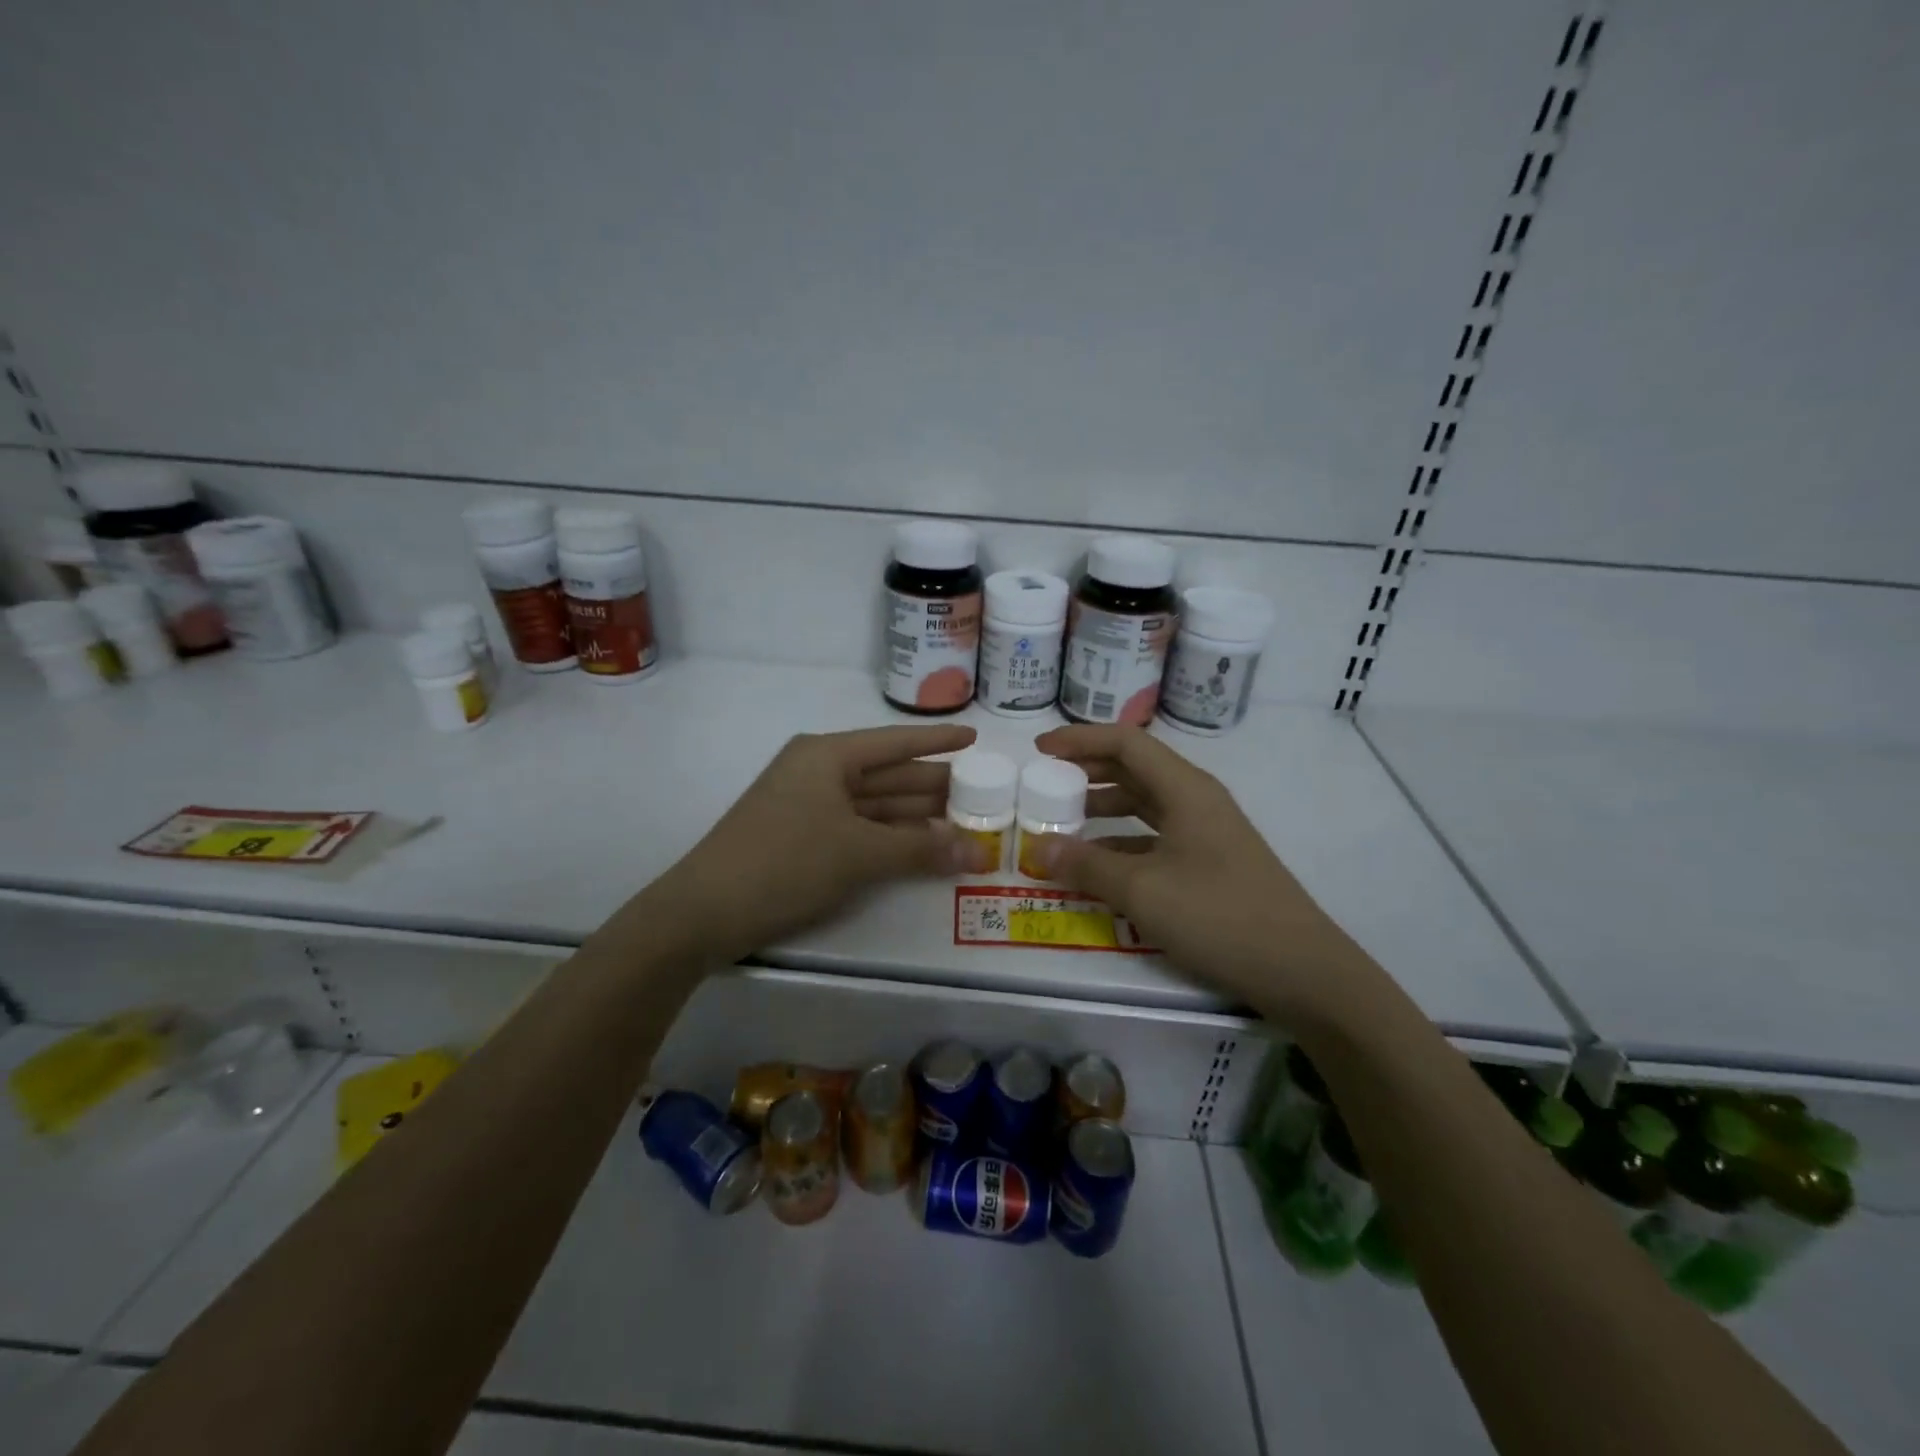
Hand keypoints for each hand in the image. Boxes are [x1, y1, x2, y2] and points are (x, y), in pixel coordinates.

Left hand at [643, 725, 995, 963]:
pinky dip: (890, 839)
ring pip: (875, 805)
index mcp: (827, 756)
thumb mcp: (858, 853)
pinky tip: (922, 848)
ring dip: (916, 818)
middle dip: (933, 787)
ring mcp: (808, 806)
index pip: (896, 742)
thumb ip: (919, 850)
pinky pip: (859, 829)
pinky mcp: (802, 838)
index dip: (938, 740)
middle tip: (983, 796)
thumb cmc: (785, 862)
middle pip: (888, 774)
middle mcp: (818, 772)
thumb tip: (976, 852)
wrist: (704, 912)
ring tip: (964, 825)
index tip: (975, 738)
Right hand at [1031, 724, 1382, 1019]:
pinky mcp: (1209, 863)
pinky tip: (1099, 864)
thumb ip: (1088, 865)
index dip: (1080, 739)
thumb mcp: (1143, 891)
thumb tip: (1040, 848)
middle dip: (1089, 769)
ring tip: (1064, 819)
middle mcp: (1196, 801)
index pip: (1126, 743)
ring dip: (1104, 805)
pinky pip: (1155, 837)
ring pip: (1145, 803)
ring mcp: (1206, 832)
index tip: (1040, 749)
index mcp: (1185, 789)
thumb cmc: (1219, 915)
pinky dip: (1122, 841)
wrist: (1300, 969)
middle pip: (1136, 768)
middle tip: (1047, 782)